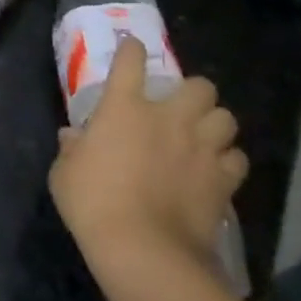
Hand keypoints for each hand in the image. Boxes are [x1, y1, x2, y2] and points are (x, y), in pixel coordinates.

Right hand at [50, 40, 246, 277]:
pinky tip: (215, 170)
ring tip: (203, 137)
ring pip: (226, 118)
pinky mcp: (223, 180)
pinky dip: (227, 161)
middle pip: (200, 86)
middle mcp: (168, 118)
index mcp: (124, 107)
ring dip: (214, 123)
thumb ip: (71, 149)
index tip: (132, 51)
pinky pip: (236, 158)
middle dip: (193, 93)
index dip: (132, 51)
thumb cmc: (93, 203)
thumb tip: (73, 136)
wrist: (144, 249)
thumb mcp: (64, 173)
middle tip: (179, 108)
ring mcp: (201, 147)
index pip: (131, 61)